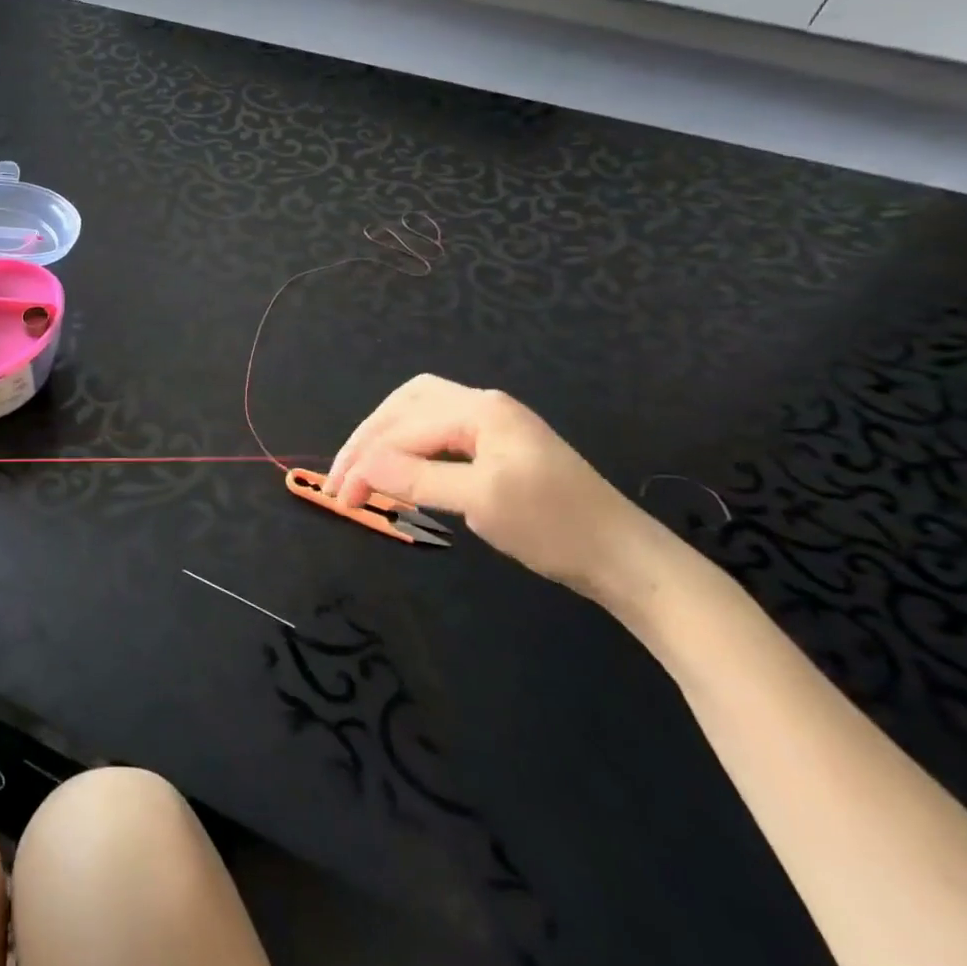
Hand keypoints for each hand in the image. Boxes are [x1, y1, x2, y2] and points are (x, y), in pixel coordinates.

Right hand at [326, 374, 674, 612]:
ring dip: (385, 438)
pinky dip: (409, 447)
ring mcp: (493, 424)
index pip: (403, 428)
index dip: (364, 460)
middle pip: (405, 406)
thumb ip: (416, 478)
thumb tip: (361, 467)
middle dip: (367, 439)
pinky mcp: (498, 448)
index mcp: (480, 410)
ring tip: (361, 467)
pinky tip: (400, 467)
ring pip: (419, 414)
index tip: (339, 496)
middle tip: (341, 476)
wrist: (627, 560)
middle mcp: (483, 405)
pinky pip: (438, 434)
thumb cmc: (555, 527)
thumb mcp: (480, 501)